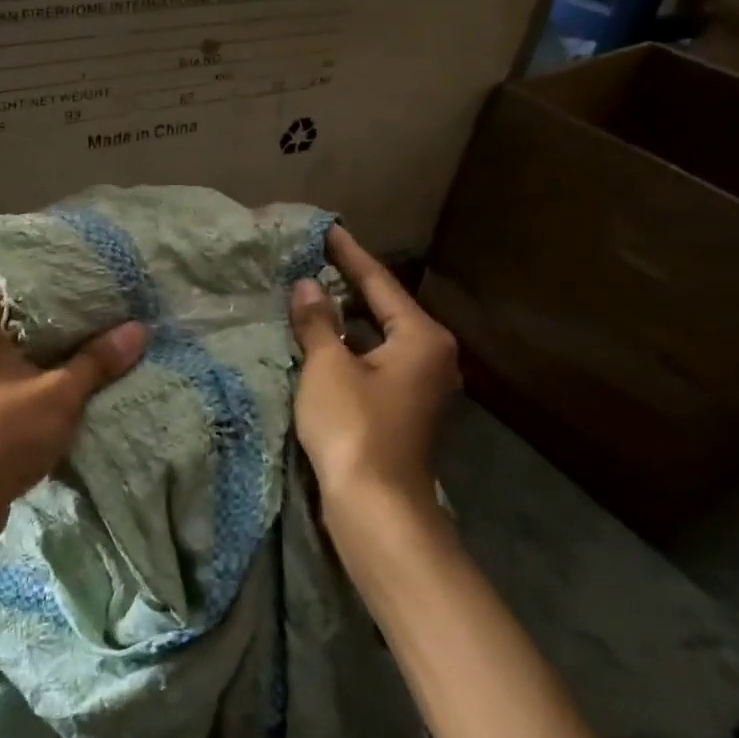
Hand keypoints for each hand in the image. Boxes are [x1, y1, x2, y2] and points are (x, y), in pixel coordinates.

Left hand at [0, 278, 147, 549]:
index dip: (68, 284)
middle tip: (111, 315)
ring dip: (48, 347)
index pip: (24, 277)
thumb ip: (98, 359)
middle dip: (62, 318)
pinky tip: (67, 374)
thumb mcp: (58, 396)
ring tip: (98, 341)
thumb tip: (140, 329)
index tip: (107, 290)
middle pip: (18, 309)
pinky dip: (28, 368)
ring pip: (10, 340)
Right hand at [289, 228, 460, 528]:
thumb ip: (317, 322)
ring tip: (312, 296)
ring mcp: (423, 387)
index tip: (328, 230)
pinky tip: (323, 343)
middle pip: (385, 310)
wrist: (377, 507)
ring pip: (380, 339)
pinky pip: (377, 363)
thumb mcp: (328, 367)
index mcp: (422, 338)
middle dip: (349, 287)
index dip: (350, 256)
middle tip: (314, 261)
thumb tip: (306, 286)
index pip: (380, 284)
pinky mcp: (406, 411)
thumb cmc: (354, 427)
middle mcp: (433, 357)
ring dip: (347, 321)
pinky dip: (351, 349)